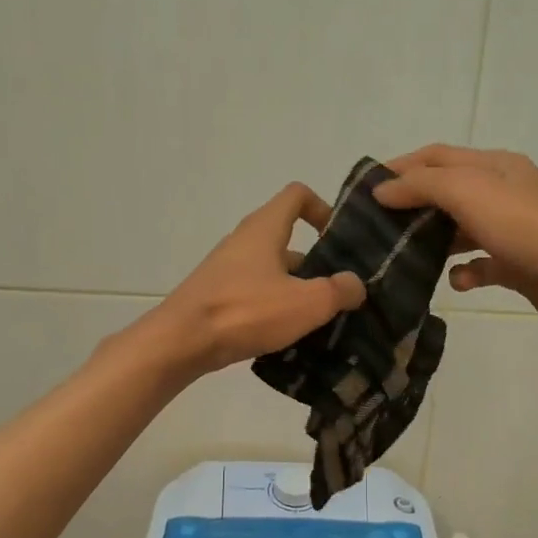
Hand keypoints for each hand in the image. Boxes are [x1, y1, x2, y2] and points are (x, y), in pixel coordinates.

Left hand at [145, 183, 365, 376]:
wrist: (182, 342)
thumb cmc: (247, 311)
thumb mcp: (307, 303)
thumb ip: (339, 290)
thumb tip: (355, 284)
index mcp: (265, 228)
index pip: (297, 195)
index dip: (323, 209)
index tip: (339, 239)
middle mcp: (244, 241)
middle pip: (287, 238)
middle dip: (316, 262)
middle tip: (338, 291)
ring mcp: (227, 270)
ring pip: (272, 270)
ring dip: (296, 289)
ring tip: (319, 321)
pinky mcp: (217, 296)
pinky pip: (255, 294)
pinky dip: (274, 308)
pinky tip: (287, 336)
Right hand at [372, 146, 537, 342]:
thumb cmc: (524, 227)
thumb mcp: (468, 192)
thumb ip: (421, 186)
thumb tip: (382, 190)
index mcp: (493, 165)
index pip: (436, 156)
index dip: (400, 167)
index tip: (364, 189)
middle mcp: (502, 192)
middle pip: (446, 193)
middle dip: (413, 207)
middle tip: (378, 229)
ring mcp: (511, 229)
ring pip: (461, 230)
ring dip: (435, 241)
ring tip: (405, 257)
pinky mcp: (517, 264)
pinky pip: (480, 265)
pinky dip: (464, 272)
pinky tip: (457, 282)